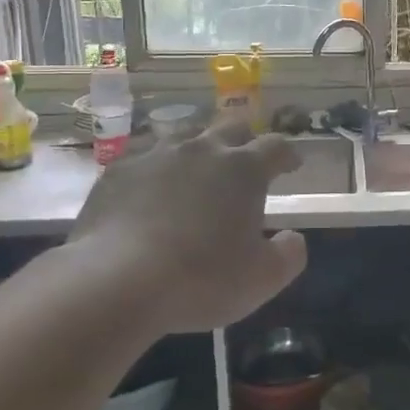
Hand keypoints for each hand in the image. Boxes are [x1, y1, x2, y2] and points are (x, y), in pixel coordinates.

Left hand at [68, 122, 307, 332]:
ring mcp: (156, 154)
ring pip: (185, 135)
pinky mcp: (118, 170)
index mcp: (244, 169)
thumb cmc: (202, 279)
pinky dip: (157, 170)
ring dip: (199, 148)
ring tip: (197, 172)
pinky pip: (145, 158)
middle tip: (246, 163)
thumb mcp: (263, 278)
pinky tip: (151, 192)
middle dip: (245, 141)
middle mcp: (202, 149)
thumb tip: (293, 237)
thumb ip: (289, 254)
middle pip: (231, 127)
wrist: (117, 281)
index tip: (291, 166)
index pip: (276, 146)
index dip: (288, 155)